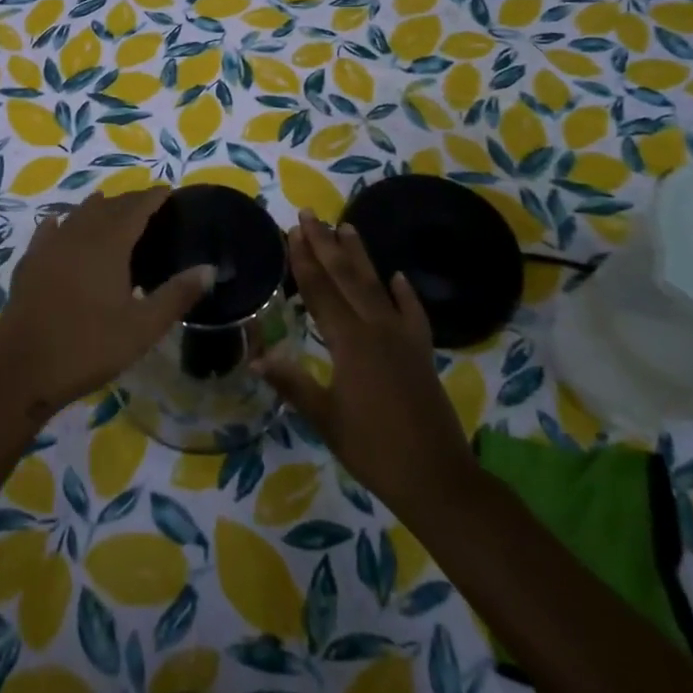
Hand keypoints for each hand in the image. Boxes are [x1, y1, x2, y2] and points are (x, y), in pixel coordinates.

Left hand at [0, 187, 214, 419]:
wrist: (23, 370)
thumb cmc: (89, 347)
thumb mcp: (143, 327)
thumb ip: (177, 295)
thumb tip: (210, 269)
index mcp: (108, 245)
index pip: (135, 209)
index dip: (152, 197)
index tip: (167, 190)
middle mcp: (77, 236)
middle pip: (107, 207)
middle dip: (128, 201)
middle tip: (146, 203)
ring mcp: (49, 248)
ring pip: (76, 215)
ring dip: (97, 208)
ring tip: (110, 207)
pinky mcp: (29, 264)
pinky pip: (48, 231)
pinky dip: (61, 222)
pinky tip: (59, 223)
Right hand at [258, 211, 478, 526]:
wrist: (437, 477)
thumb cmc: (373, 449)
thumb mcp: (326, 418)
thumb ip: (293, 383)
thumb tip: (256, 356)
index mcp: (349, 342)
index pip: (320, 291)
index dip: (304, 260)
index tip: (292, 231)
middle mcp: (376, 328)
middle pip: (346, 277)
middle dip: (326, 244)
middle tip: (310, 214)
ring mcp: (403, 338)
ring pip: (377, 286)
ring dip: (360, 256)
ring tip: (347, 226)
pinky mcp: (421, 352)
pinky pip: (412, 313)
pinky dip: (405, 293)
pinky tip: (398, 277)